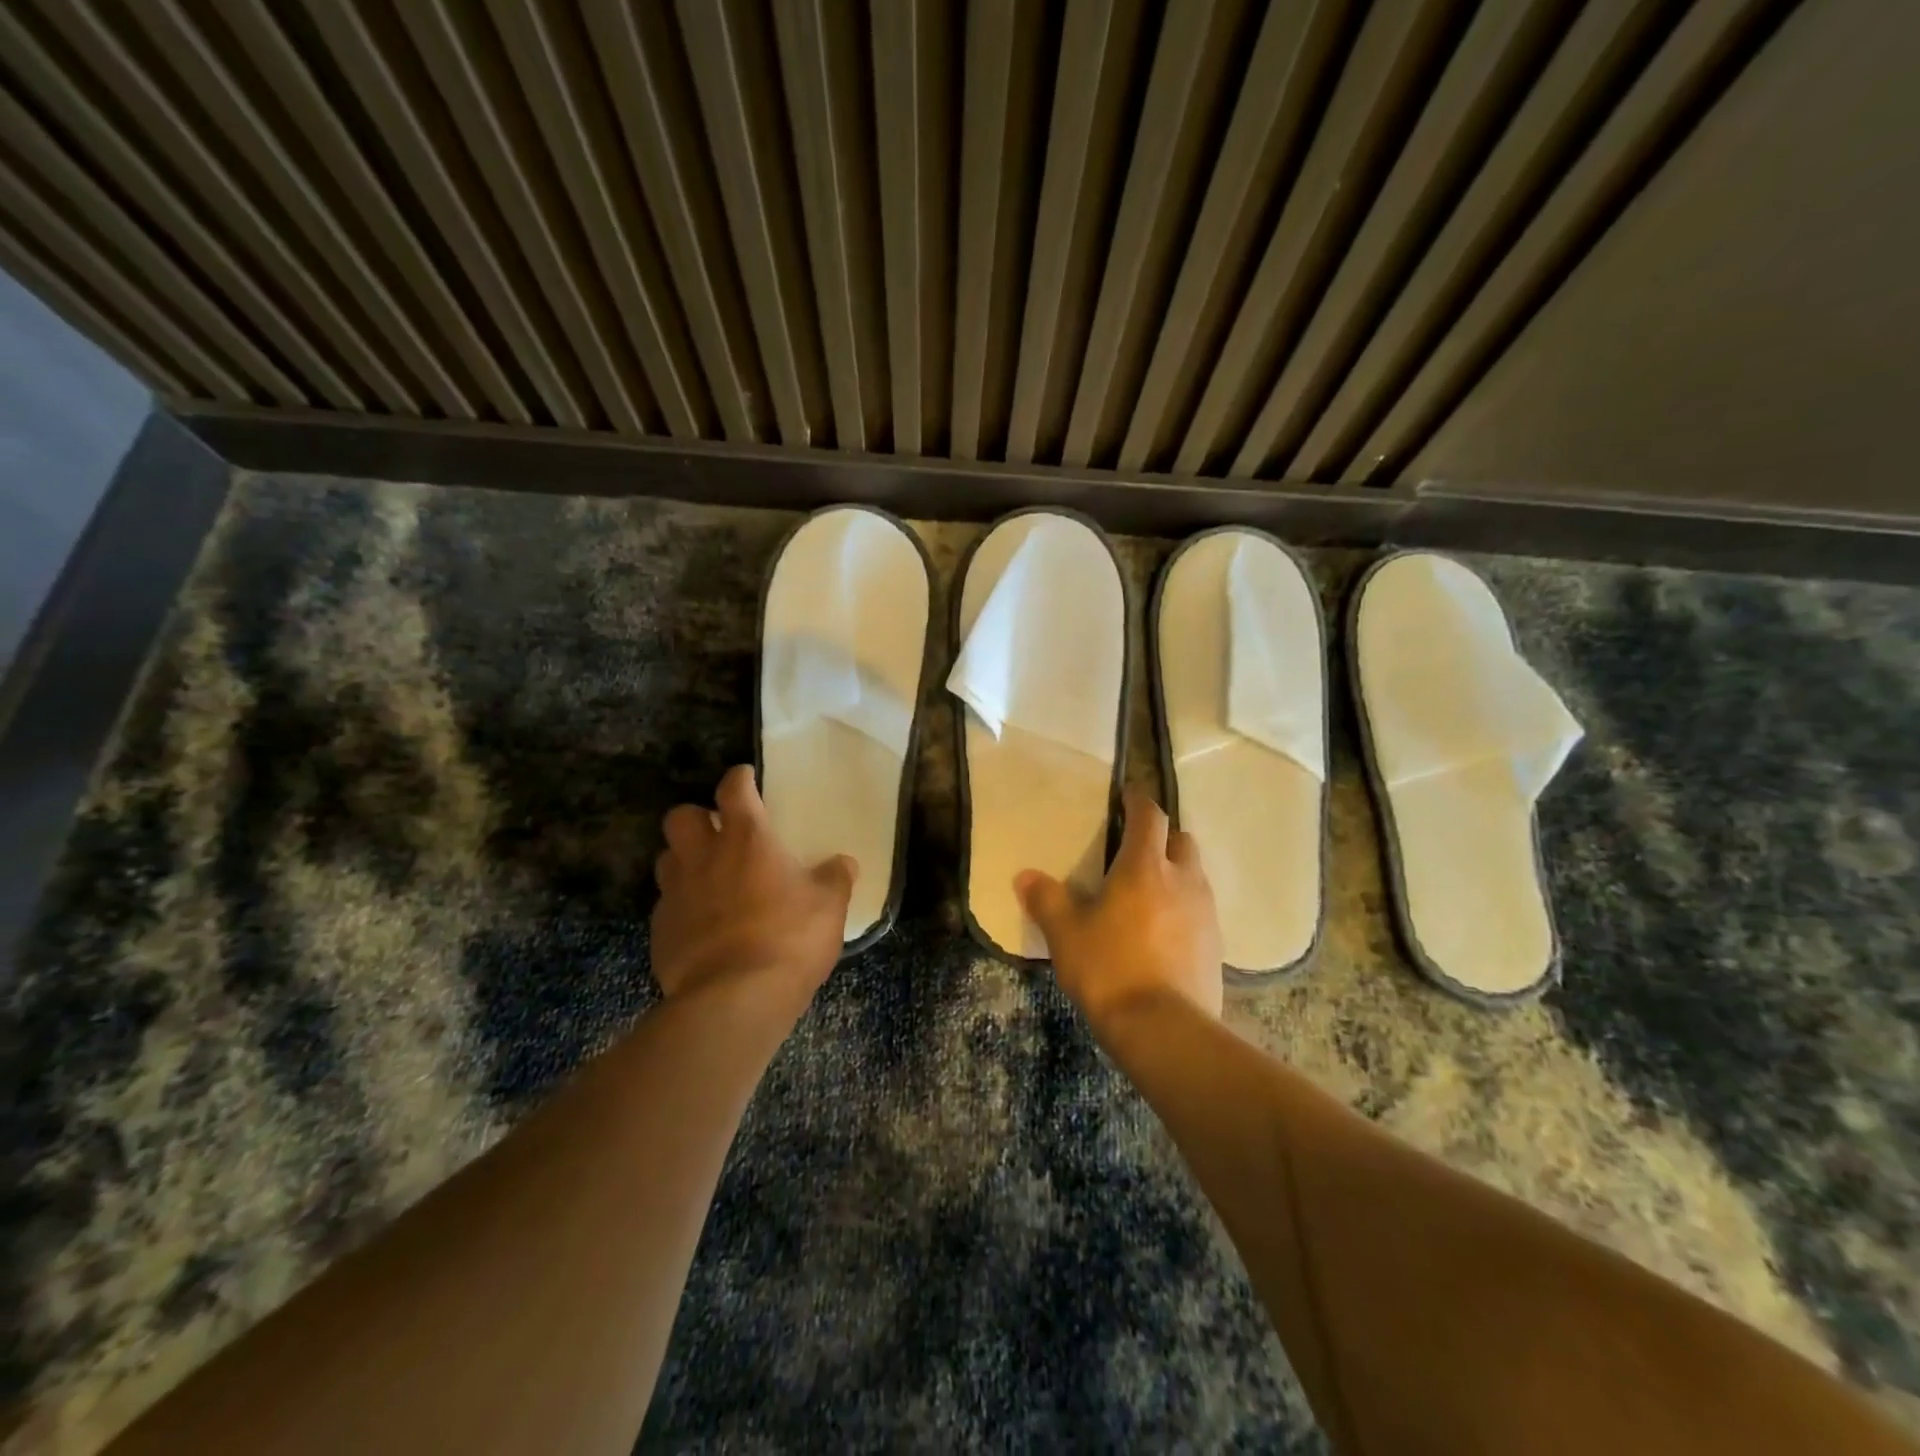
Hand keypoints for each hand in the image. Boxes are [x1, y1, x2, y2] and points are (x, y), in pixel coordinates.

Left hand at [650, 765, 855, 1017]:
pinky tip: (701, 925)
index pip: (733, 788)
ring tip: (708, 877)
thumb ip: (836, 877)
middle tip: (719, 833)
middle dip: (697, 817)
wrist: (735, 1000)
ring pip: (667, 859)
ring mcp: (676, 894)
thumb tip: (844, 863)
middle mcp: (704, 856)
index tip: (747, 779)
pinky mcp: (660, 931)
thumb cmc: (789, 938)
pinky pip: (666, 905)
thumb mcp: (830, 905)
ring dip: (685, 860)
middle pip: (680, 816)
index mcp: (747, 838)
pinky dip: (682, 907)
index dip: (740, 778)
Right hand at [1015, 789, 1223, 1027]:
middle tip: (1137, 849)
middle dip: (1163, 837)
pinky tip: (1163, 930)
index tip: (1127, 796)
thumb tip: (1024, 876)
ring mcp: (1205, 912)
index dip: (1138, 801)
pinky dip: (1184, 907)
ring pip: (1195, 874)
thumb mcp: (1066, 934)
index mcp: (1145, 866)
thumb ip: (1046, 900)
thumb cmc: (1109, 968)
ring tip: (1149, 891)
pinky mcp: (1216, 944)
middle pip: (1182, 840)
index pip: (1150, 816)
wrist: (1164, 1029)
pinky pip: (1201, 909)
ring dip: (1176, 872)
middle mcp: (1183, 879)